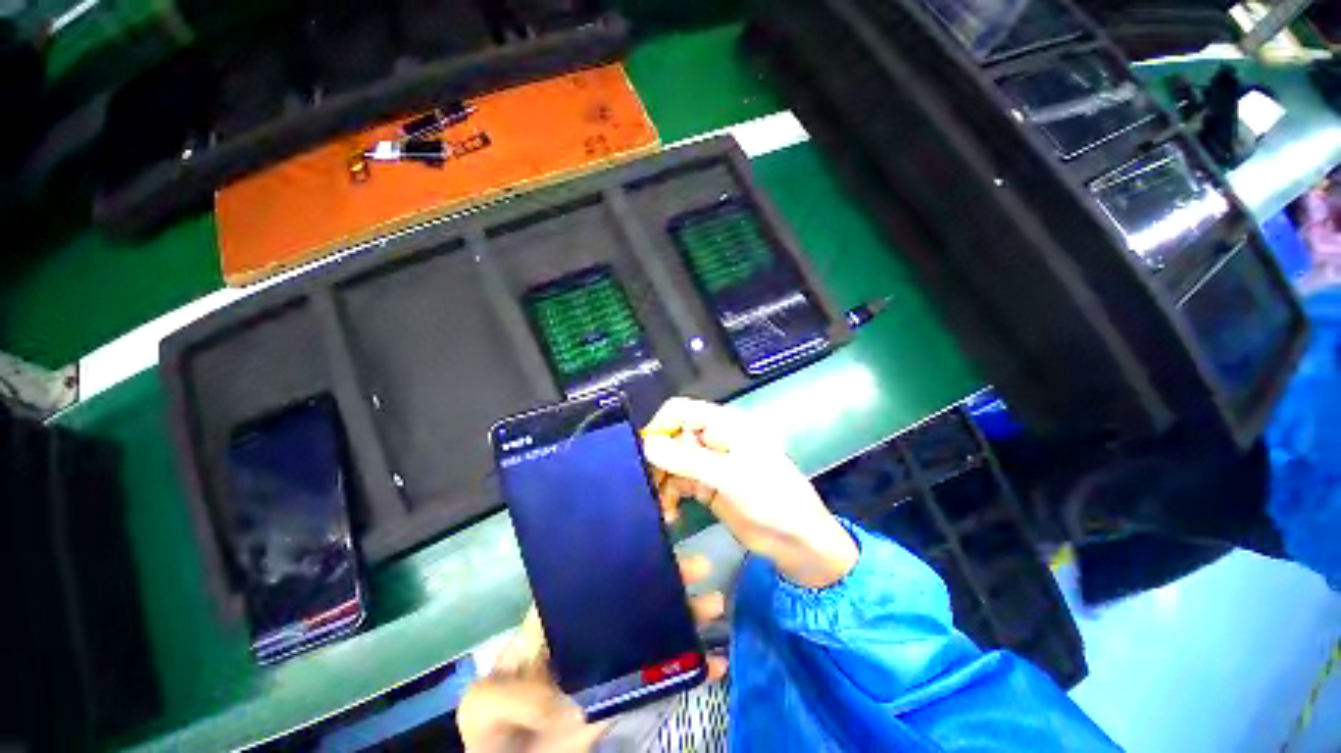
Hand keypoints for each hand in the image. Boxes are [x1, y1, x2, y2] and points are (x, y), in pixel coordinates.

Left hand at [459, 554, 728, 749]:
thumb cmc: (493, 725)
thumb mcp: (486, 704)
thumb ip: (512, 694)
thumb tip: (563, 699)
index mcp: (562, 616)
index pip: (596, 573)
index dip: (624, 551)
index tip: (655, 536)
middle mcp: (593, 628)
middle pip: (636, 593)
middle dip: (669, 576)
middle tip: (701, 567)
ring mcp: (614, 659)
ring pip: (656, 626)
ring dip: (687, 615)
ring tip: (715, 604)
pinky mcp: (628, 692)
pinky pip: (664, 674)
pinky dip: (691, 668)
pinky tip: (716, 664)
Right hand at [642, 397, 857, 588]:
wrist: (797, 541)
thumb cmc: (771, 499)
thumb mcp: (730, 477)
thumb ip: (688, 460)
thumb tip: (647, 445)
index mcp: (723, 424)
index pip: (680, 410)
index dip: (660, 426)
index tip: (645, 454)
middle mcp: (713, 438)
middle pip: (672, 437)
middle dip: (657, 460)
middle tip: (648, 487)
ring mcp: (709, 462)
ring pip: (672, 461)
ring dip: (661, 481)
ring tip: (660, 507)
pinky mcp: (706, 485)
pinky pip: (678, 483)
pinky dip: (669, 495)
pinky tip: (669, 513)